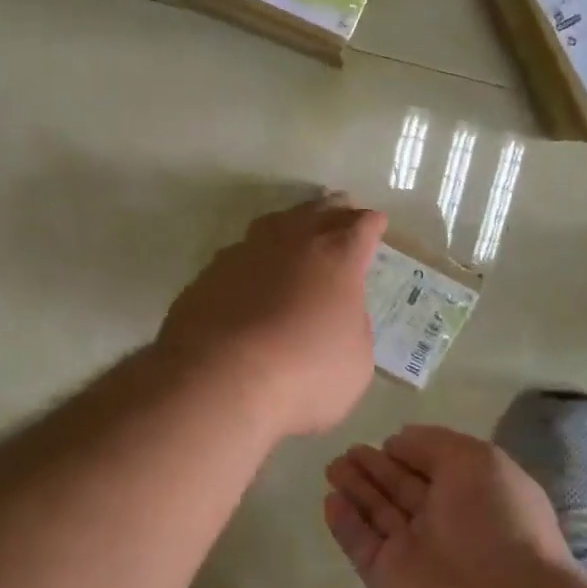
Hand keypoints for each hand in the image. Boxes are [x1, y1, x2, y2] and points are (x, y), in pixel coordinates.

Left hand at [159, 194, 386, 437]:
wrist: (218, 379)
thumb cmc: (303, 374)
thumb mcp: (355, 362)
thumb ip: (354, 329)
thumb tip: (341, 314)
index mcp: (337, 258)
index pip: (362, 227)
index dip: (372, 224)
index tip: (376, 223)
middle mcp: (293, 242)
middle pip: (319, 211)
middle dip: (335, 210)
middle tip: (342, 208)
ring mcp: (246, 253)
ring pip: (275, 223)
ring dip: (292, 223)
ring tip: (297, 228)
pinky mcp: (210, 273)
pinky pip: (240, 253)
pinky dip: (254, 257)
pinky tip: (252, 270)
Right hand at [323, 425, 572, 587]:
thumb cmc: (497, 523)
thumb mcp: (477, 461)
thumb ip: (434, 444)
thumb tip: (399, 440)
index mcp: (474, 493)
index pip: (434, 466)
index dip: (409, 452)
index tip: (384, 440)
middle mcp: (445, 522)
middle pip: (402, 488)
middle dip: (375, 468)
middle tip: (347, 450)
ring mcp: (415, 553)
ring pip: (378, 513)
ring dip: (356, 489)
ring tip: (332, 466)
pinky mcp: (388, 581)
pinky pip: (362, 545)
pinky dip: (345, 524)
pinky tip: (330, 500)